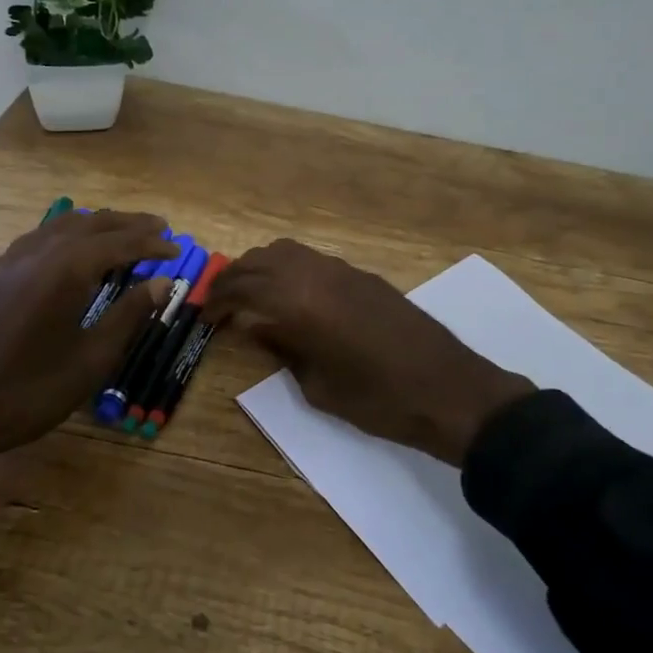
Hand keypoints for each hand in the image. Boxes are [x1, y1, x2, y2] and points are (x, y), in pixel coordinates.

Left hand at [0, 211, 175, 480]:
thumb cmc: (28, 392)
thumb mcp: (90, 361)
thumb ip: (128, 315)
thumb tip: (161, 282)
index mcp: (65, 270)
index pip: (119, 243)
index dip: (151, 244)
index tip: (178, 250)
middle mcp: (37, 253)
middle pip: (90, 225)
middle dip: (127, 224)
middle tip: (159, 228)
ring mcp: (8, 262)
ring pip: (59, 227)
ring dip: (95, 225)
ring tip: (120, 232)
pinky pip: (36, 239)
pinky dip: (64, 235)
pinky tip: (69, 250)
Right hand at [206, 239, 533, 465]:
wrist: (448, 390)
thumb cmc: (378, 400)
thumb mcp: (318, 385)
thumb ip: (282, 348)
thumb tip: (255, 326)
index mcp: (300, 302)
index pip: (243, 287)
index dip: (218, 301)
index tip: (204, 316)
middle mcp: (317, 274)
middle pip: (260, 260)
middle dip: (234, 279)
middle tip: (219, 304)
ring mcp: (343, 270)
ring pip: (287, 252)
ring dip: (261, 268)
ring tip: (250, 297)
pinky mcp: (363, 276)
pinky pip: (312, 260)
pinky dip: (288, 269)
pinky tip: (289, 296)